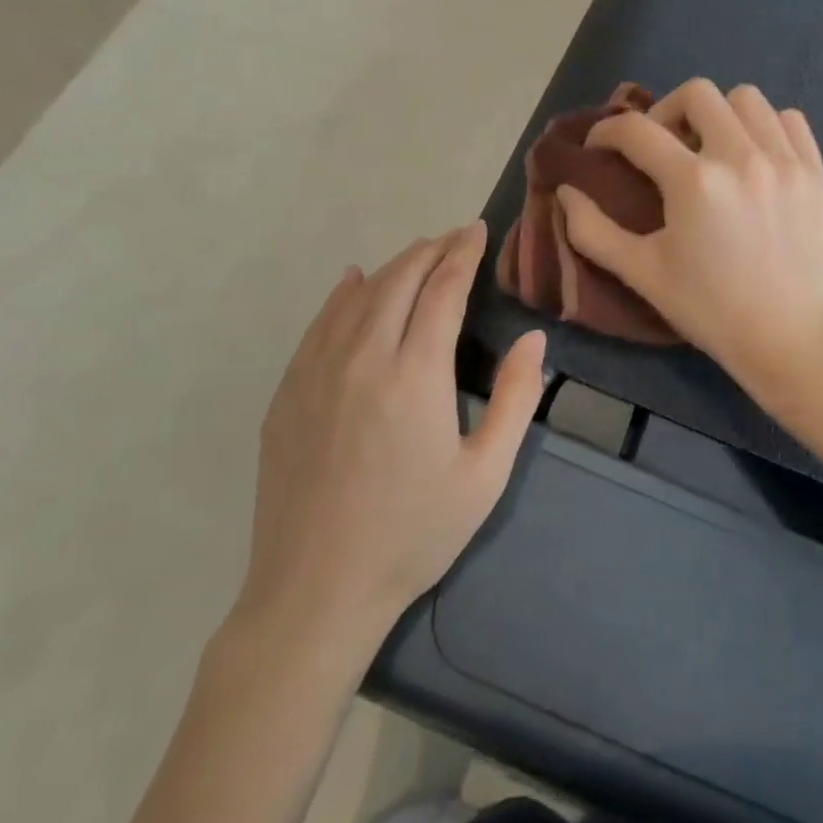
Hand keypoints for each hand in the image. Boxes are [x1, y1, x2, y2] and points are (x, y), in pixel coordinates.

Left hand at [232, 223, 544, 655]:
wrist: (316, 593)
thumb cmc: (414, 533)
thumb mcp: (486, 473)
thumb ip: (516, 397)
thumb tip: (534, 337)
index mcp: (416, 373)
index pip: (443, 289)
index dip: (463, 254)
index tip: (478, 229)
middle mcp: (364, 358)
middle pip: (400, 280)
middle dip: (431, 249)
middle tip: (455, 237)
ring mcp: (317, 373)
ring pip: (358, 296)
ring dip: (393, 266)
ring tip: (418, 253)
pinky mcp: (288, 393)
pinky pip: (318, 324)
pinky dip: (341, 294)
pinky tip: (352, 281)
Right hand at [556, 79, 822, 414]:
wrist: (783, 336)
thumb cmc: (707, 307)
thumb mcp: (641, 272)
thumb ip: (592, 230)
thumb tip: (565, 191)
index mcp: (694, 183)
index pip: (637, 130)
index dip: (608, 131)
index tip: (602, 145)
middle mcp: (742, 158)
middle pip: (697, 93)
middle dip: (667, 111)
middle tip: (662, 144)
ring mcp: (785, 161)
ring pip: (747, 98)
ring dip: (719, 114)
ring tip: (711, 146)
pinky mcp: (815, 172)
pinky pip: (789, 120)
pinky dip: (766, 126)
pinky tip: (754, 155)